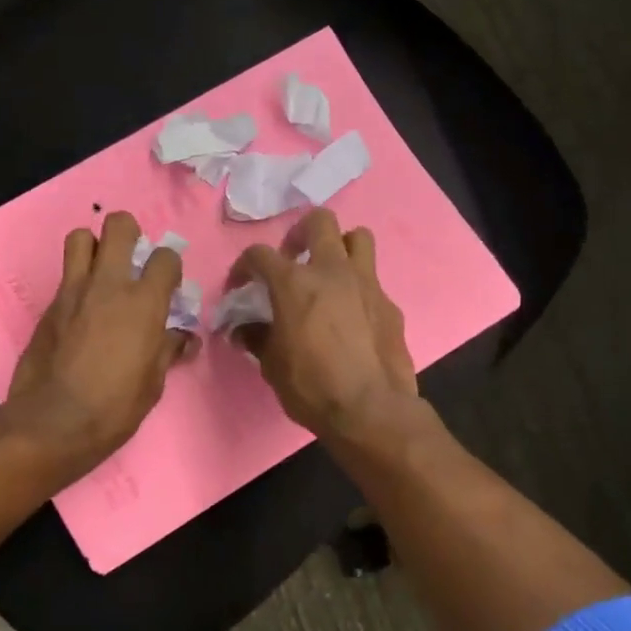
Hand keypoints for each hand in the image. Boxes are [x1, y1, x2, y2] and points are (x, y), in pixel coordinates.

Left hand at [6, 212, 194, 477]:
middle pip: (118, 225)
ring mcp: (73, 291)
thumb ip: (168, 350)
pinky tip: (82, 309)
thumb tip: (184, 338)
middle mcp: (108, 285)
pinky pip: (65, 275)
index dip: (170, 266)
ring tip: (101, 271)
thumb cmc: (114, 408)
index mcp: (143, 303)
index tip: (168, 285)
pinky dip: (77, 280)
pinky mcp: (48, 305)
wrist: (52, 423)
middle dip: (129, 233)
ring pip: (80, 237)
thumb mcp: (153, 383)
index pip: (165, 257)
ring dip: (94, 246)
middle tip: (132, 259)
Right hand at [229, 209, 418, 439]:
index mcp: (294, 283)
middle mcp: (331, 271)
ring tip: (329, 273)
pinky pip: (373, 281)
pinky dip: (358, 289)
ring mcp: (366, 283)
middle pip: (319, 221)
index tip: (240, 286)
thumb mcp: (271, 365)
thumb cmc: (311, 386)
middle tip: (293, 258)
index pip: (260, 254)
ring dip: (340, 247)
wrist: (370, 409)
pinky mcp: (390, 304)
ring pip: (358, 237)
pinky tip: (352, 316)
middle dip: (300, 234)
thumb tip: (242, 330)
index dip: (244, 266)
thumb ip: (256, 338)